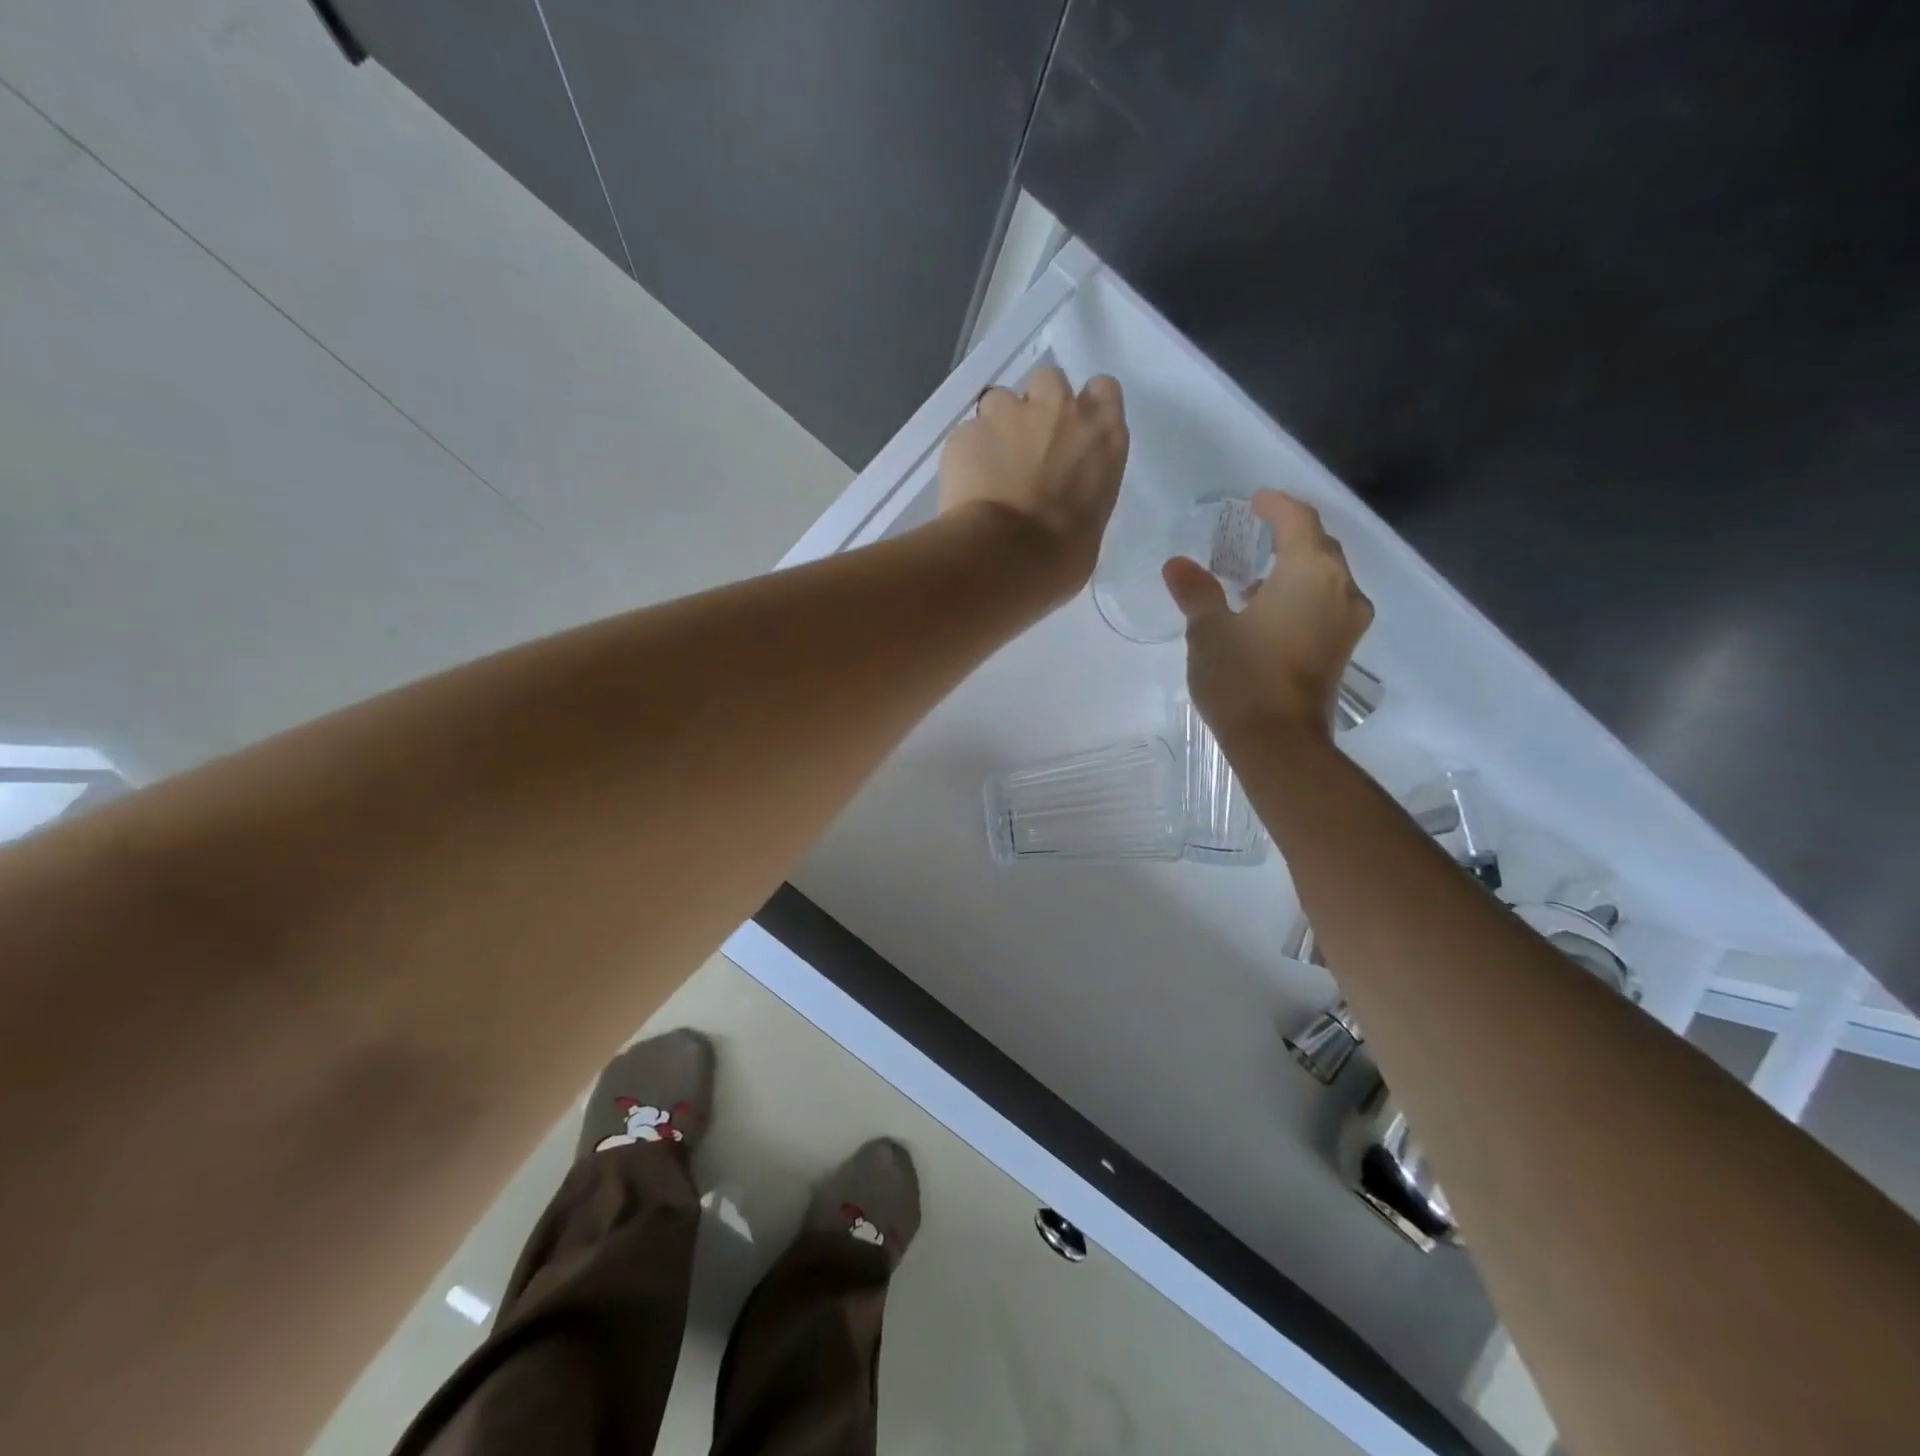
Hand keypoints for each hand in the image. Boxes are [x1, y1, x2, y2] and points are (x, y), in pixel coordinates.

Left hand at [938, 364, 1128, 600]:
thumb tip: (1062, 505)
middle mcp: (1060, 411)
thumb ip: (1079, 495)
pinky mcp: (966, 432)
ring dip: (997, 427)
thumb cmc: (1060, 558)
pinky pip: (966, 435)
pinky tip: (964, 488)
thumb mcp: (1090, 527)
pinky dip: (965, 456)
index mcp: (1103, 437)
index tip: (1070, 431)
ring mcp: (1009, 415)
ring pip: (1000, 400)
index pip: (1102, 391)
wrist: (1005, 557)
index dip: (1084, 406)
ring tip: (988, 468)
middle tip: (1026, 448)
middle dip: (1037, 407)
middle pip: (1048, 382)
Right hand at [1163, 490, 1373, 743]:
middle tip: (1256, 534)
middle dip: (1289, 535)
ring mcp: (1347, 621)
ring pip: (1326, 577)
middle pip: (1319, 546)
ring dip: (1296, 569)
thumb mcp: (1209, 630)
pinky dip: (1303, 596)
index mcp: (1309, 571)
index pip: (1298, 520)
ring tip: (1256, 579)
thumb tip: (1178, 565)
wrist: (1279, 742)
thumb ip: (1196, 592)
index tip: (1255, 500)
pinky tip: (1270, 614)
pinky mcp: (1344, 649)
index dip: (1276, 505)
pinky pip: (1327, 604)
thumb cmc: (1242, 676)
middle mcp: (1340, 588)